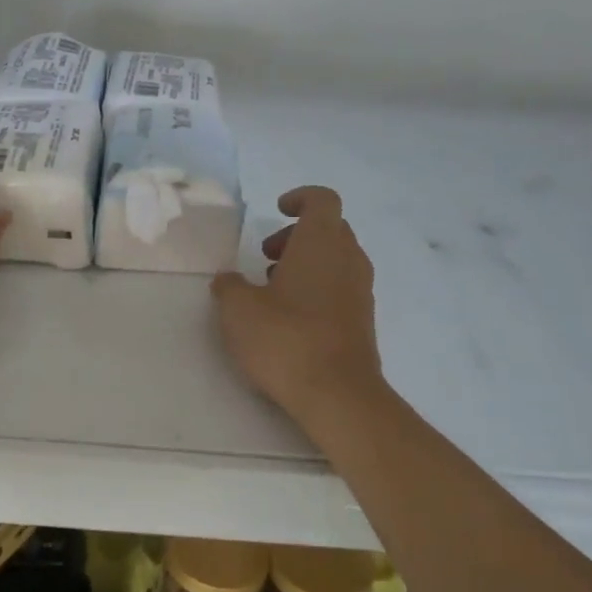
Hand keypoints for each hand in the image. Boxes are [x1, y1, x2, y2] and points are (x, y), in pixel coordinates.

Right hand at [210, 186, 381, 424]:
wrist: (337, 393)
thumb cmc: (285, 339)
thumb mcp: (238, 310)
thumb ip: (229, 287)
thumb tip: (228, 280)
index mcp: (321, 243)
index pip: (322, 200)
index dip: (300, 198)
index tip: (278, 211)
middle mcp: (348, 259)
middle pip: (331, 229)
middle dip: (298, 236)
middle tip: (267, 257)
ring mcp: (361, 291)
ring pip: (337, 260)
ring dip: (308, 264)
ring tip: (273, 290)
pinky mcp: (363, 321)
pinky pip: (342, 288)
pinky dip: (318, 289)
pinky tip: (291, 318)